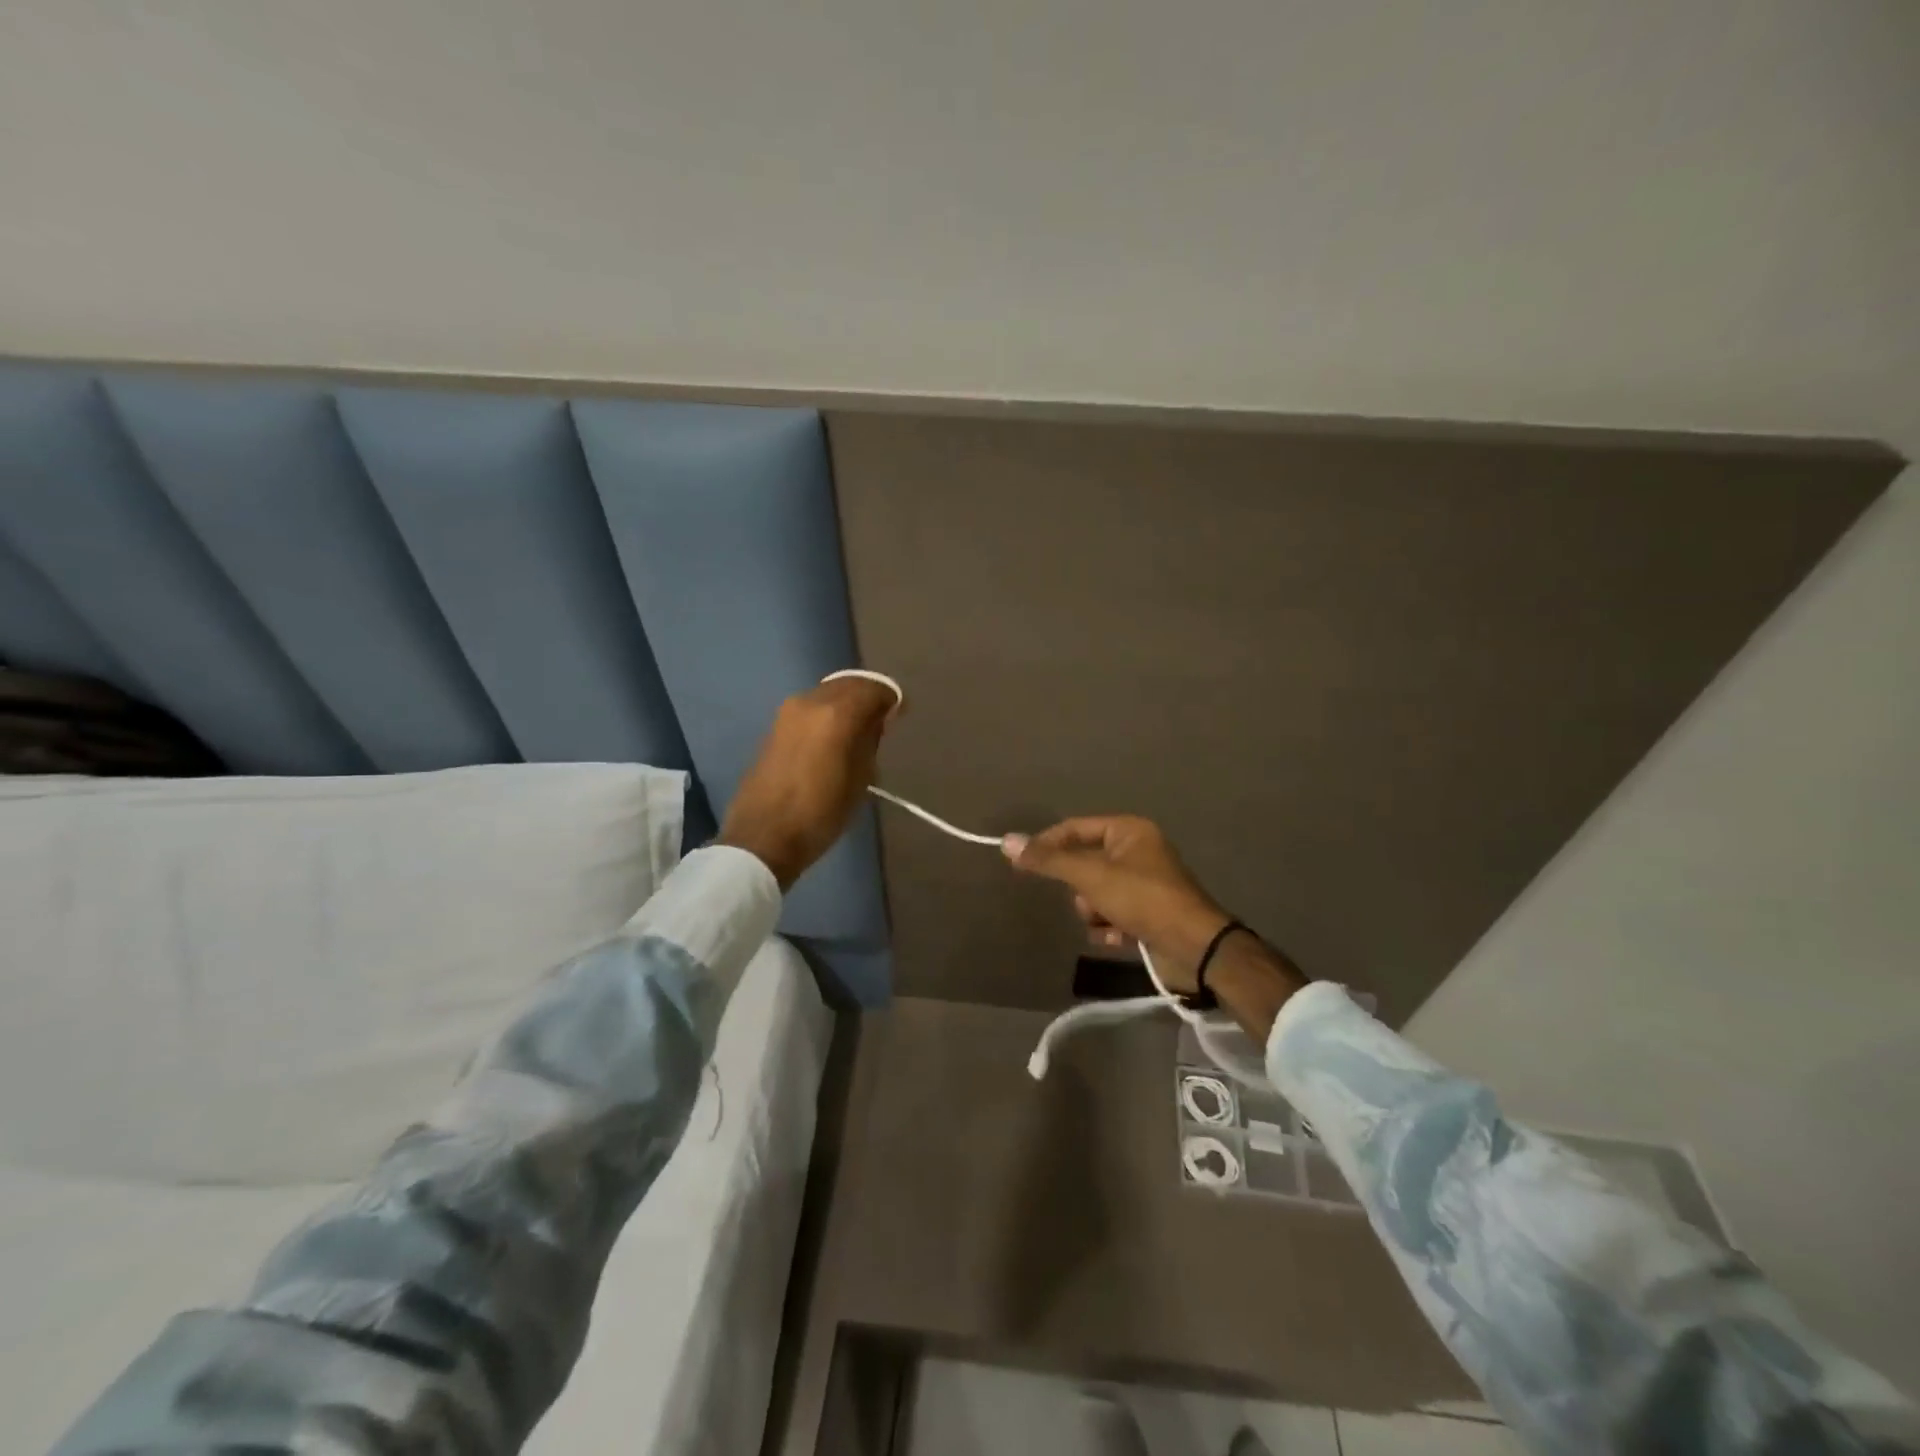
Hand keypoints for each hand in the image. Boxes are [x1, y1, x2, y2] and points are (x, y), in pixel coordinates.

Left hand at [719, 677, 899, 888]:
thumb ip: (871, 740)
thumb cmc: (821, 813)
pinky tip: (833, 738)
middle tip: (882, 721)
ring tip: (858, 731)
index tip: (900, 714)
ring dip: (846, 703)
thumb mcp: (861, 779)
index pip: (874, 688)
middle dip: (869, 696)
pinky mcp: (774, 726)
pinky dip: (827, 713)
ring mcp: (788, 712)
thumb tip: (877, 720)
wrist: (763, 836)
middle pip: (849, 683)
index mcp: (837, 713)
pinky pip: (811, 708)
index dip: (891, 698)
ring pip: (827, 693)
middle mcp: (811, 701)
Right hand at [1002, 815, 1230, 994]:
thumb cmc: (1142, 898)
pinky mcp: (1148, 913)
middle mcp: (1138, 851)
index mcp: (1129, 831)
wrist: (1194, 947)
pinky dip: (1109, 927)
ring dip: (1094, 912)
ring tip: (1106, 922)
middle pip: (1085, 864)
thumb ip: (1049, 860)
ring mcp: (1145, 884)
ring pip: (1096, 893)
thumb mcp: (1090, 876)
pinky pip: (1112, 914)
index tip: (1021, 864)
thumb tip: (1007, 841)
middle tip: (1086, 900)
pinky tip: (1118, 938)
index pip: (1074, 828)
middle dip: (1080, 888)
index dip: (1046, 844)